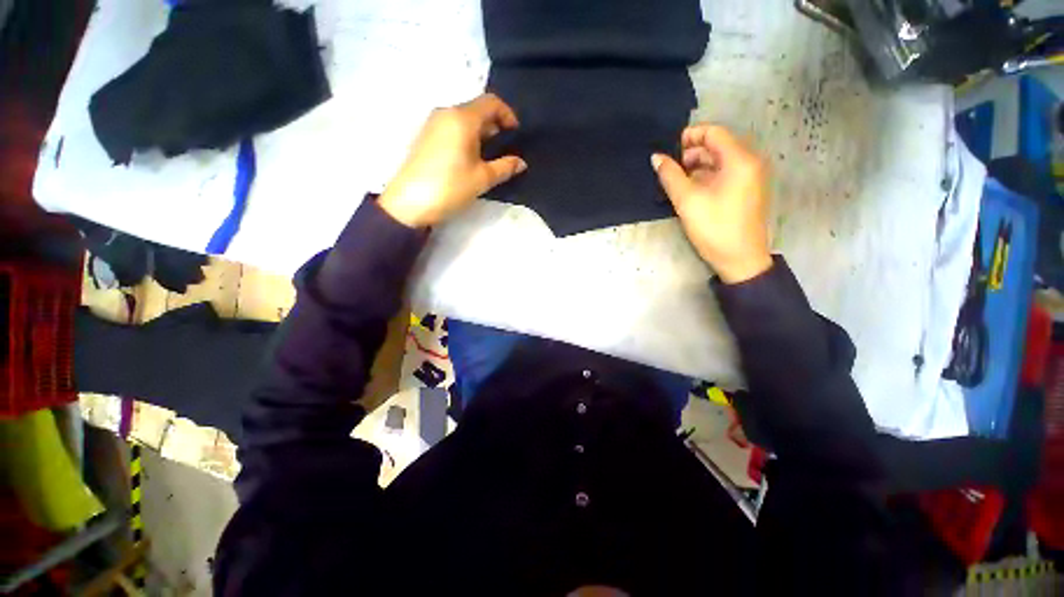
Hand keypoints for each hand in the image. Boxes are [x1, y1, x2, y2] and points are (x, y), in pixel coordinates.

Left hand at [379, 94, 526, 227]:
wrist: (409, 202)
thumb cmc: (450, 187)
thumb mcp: (483, 178)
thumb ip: (505, 167)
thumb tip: (521, 163)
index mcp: (463, 118)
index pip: (491, 102)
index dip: (507, 114)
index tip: (515, 133)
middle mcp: (446, 113)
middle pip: (477, 109)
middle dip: (495, 124)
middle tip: (505, 147)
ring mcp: (433, 123)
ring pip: (464, 119)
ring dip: (481, 131)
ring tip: (489, 155)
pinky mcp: (426, 136)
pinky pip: (452, 127)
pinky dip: (466, 136)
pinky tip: (470, 157)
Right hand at [652, 124, 771, 283]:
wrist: (740, 259)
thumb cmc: (714, 228)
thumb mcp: (687, 201)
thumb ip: (670, 176)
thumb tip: (656, 157)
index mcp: (739, 160)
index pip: (714, 132)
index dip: (690, 136)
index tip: (669, 148)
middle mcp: (750, 162)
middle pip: (719, 145)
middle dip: (692, 152)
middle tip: (671, 168)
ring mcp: (751, 177)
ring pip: (721, 160)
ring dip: (699, 165)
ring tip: (678, 180)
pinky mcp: (748, 190)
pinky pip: (726, 173)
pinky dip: (708, 175)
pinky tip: (692, 189)